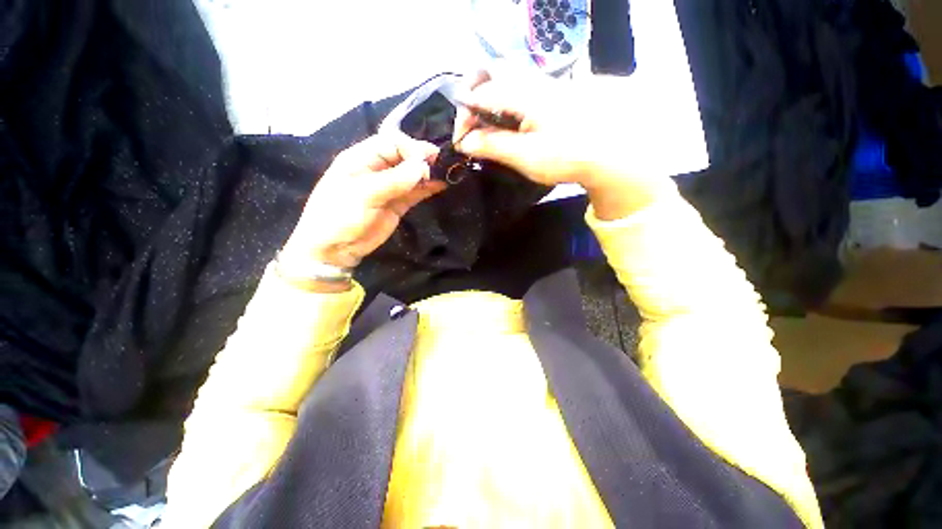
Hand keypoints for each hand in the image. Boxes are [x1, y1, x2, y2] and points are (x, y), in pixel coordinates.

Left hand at [281, 133, 445, 273]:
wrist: (335, 249)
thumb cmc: (340, 216)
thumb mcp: (364, 194)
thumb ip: (394, 180)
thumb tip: (422, 166)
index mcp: (361, 158)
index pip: (391, 142)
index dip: (411, 148)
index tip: (427, 161)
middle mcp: (377, 169)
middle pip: (404, 156)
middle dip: (422, 158)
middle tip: (440, 165)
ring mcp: (389, 187)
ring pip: (412, 174)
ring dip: (428, 173)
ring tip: (446, 174)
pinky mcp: (398, 204)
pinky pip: (415, 191)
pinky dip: (427, 188)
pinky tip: (441, 185)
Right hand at [453, 69, 677, 219]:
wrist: (610, 152)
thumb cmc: (566, 156)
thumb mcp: (526, 156)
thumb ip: (493, 146)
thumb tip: (465, 142)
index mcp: (522, 95)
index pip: (480, 95)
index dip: (464, 116)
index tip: (461, 140)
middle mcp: (531, 82)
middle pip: (491, 73)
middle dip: (474, 97)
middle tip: (471, 126)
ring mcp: (543, 87)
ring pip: (506, 81)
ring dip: (489, 102)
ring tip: (487, 129)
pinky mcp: (551, 96)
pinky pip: (519, 91)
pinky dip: (505, 106)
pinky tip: (508, 126)